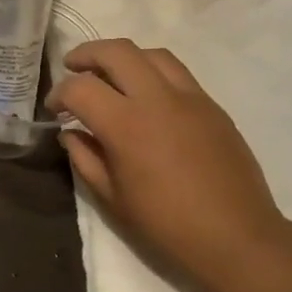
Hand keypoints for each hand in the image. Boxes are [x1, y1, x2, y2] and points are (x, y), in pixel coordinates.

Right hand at [47, 39, 290, 291]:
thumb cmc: (166, 226)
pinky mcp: (212, 107)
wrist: (236, 239)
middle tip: (73, 69)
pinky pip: (178, 73)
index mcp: (126, 125)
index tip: (54, 109)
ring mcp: (191, 99)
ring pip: (151, 54)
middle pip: (117, 52)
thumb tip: (71, 133)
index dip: (59, 93)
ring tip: (110, 76)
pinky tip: (145, 97)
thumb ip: (85, 159)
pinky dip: (152, 72)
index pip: (80, 88)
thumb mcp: (112, 199)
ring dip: (123, 58)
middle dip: (87, 55)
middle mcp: (158, 99)